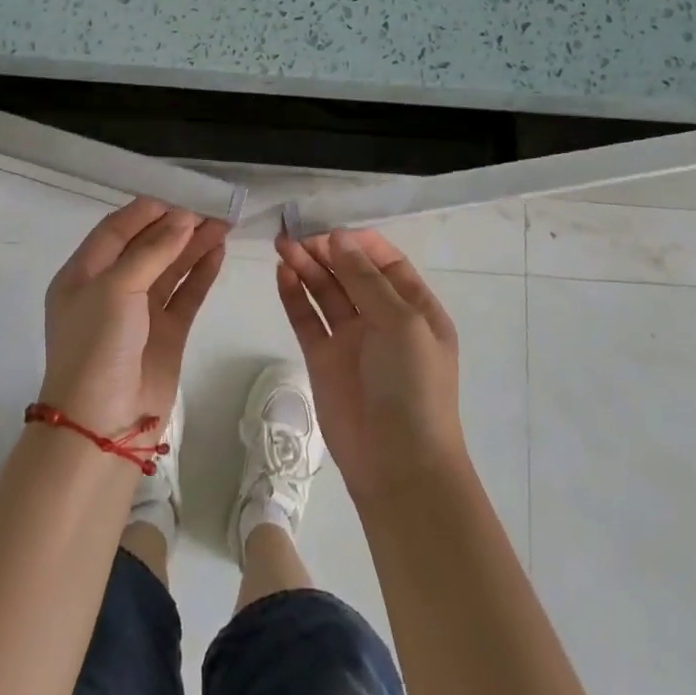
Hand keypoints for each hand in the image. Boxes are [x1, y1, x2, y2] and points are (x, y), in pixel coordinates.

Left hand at [40, 199, 227, 435]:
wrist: (103, 423)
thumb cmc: (97, 345)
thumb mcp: (116, 288)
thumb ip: (152, 251)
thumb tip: (184, 218)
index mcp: (84, 274)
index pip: (116, 230)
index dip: (147, 212)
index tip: (180, 196)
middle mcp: (110, 289)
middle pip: (146, 247)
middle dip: (176, 226)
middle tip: (211, 208)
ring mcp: (139, 313)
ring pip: (170, 269)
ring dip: (193, 246)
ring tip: (223, 225)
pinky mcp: (165, 333)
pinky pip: (185, 295)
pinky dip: (201, 274)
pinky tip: (218, 253)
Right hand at [275, 229, 465, 501]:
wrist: (398, 463)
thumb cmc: (413, 385)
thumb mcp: (401, 323)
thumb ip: (367, 279)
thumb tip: (339, 238)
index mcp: (414, 308)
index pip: (386, 262)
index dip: (359, 243)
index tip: (332, 232)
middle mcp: (382, 318)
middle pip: (350, 273)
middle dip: (326, 251)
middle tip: (297, 236)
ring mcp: (351, 339)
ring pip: (325, 291)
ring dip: (306, 267)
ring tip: (282, 245)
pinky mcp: (322, 358)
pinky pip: (306, 318)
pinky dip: (293, 295)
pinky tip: (281, 273)